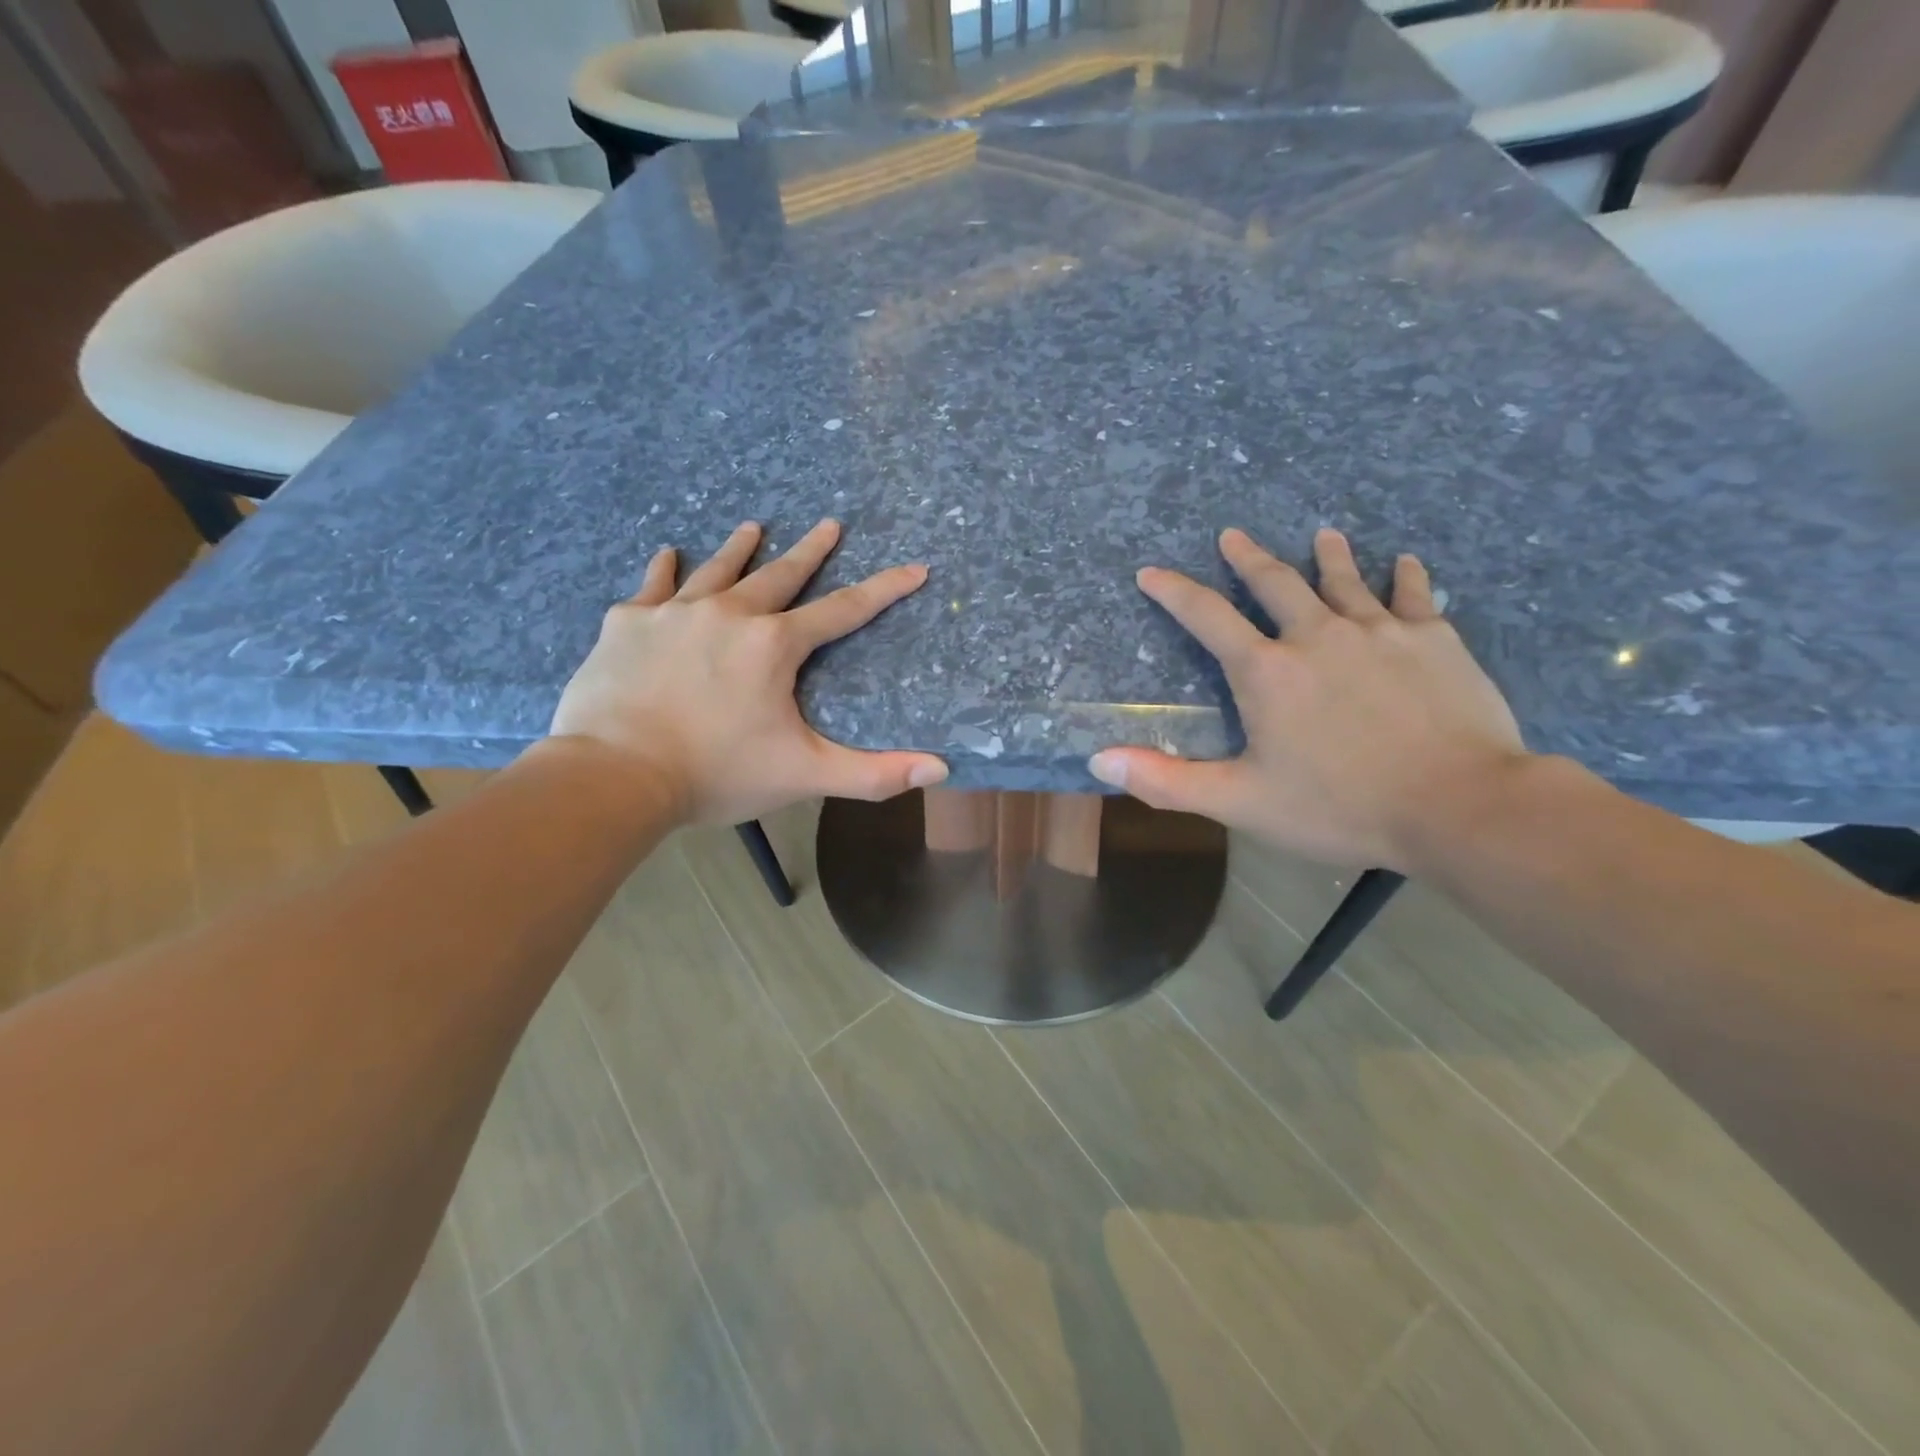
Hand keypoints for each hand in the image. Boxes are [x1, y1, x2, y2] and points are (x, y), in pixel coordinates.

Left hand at [548, 519, 946, 826]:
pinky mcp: (627, 623)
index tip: (914, 568)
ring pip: (716, 570)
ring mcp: (674, 613)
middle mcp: (729, 614)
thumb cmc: (717, 773)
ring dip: (739, 548)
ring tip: (753, 526)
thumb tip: (940, 770)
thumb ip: (874, 774)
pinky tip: (667, 552)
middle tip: (830, 523)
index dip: (884, 590)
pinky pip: (652, 585)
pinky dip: (663, 569)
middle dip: (810, 550)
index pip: (844, 611)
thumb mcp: (805, 775)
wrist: (615, 774)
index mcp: (774, 646)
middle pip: (780, 575)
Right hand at [1089, 527, 1525, 870]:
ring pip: (1345, 581)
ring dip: (1328, 557)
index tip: (1152, 572)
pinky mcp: (1435, 640)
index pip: (1208, 618)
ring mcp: (1380, 632)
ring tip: (1321, 533)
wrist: (1458, 806)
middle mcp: (1317, 636)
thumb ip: (1167, 781)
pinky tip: (1404, 561)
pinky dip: (1405, 577)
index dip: (1175, 593)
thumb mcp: (1240, 801)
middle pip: (1276, 584)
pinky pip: (1415, 596)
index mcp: (1267, 672)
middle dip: (1249, 559)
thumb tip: (1099, 760)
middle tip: (1233, 534)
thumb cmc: (1339, 806)